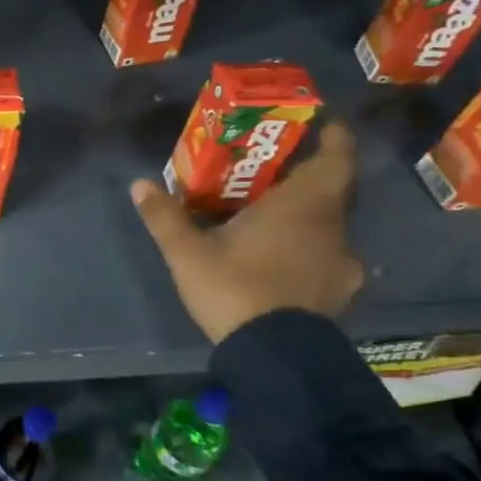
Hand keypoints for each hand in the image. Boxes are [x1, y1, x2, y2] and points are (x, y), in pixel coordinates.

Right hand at [130, 120, 363, 343]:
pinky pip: (329, 257)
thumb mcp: (188, 252)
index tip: (322, 122)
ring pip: (330, 224)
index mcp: (303, 205)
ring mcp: (342, 263)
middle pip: (333, 189)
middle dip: (307, 174)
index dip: (334, 136)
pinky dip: (311, 249)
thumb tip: (138, 184)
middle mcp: (333, 227)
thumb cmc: (236, 288)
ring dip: (308, 214)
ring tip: (273, 215)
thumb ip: (165, 216)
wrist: (276, 357)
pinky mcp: (340, 293)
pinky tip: (284, 260)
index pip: (336, 158)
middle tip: (274, 169)